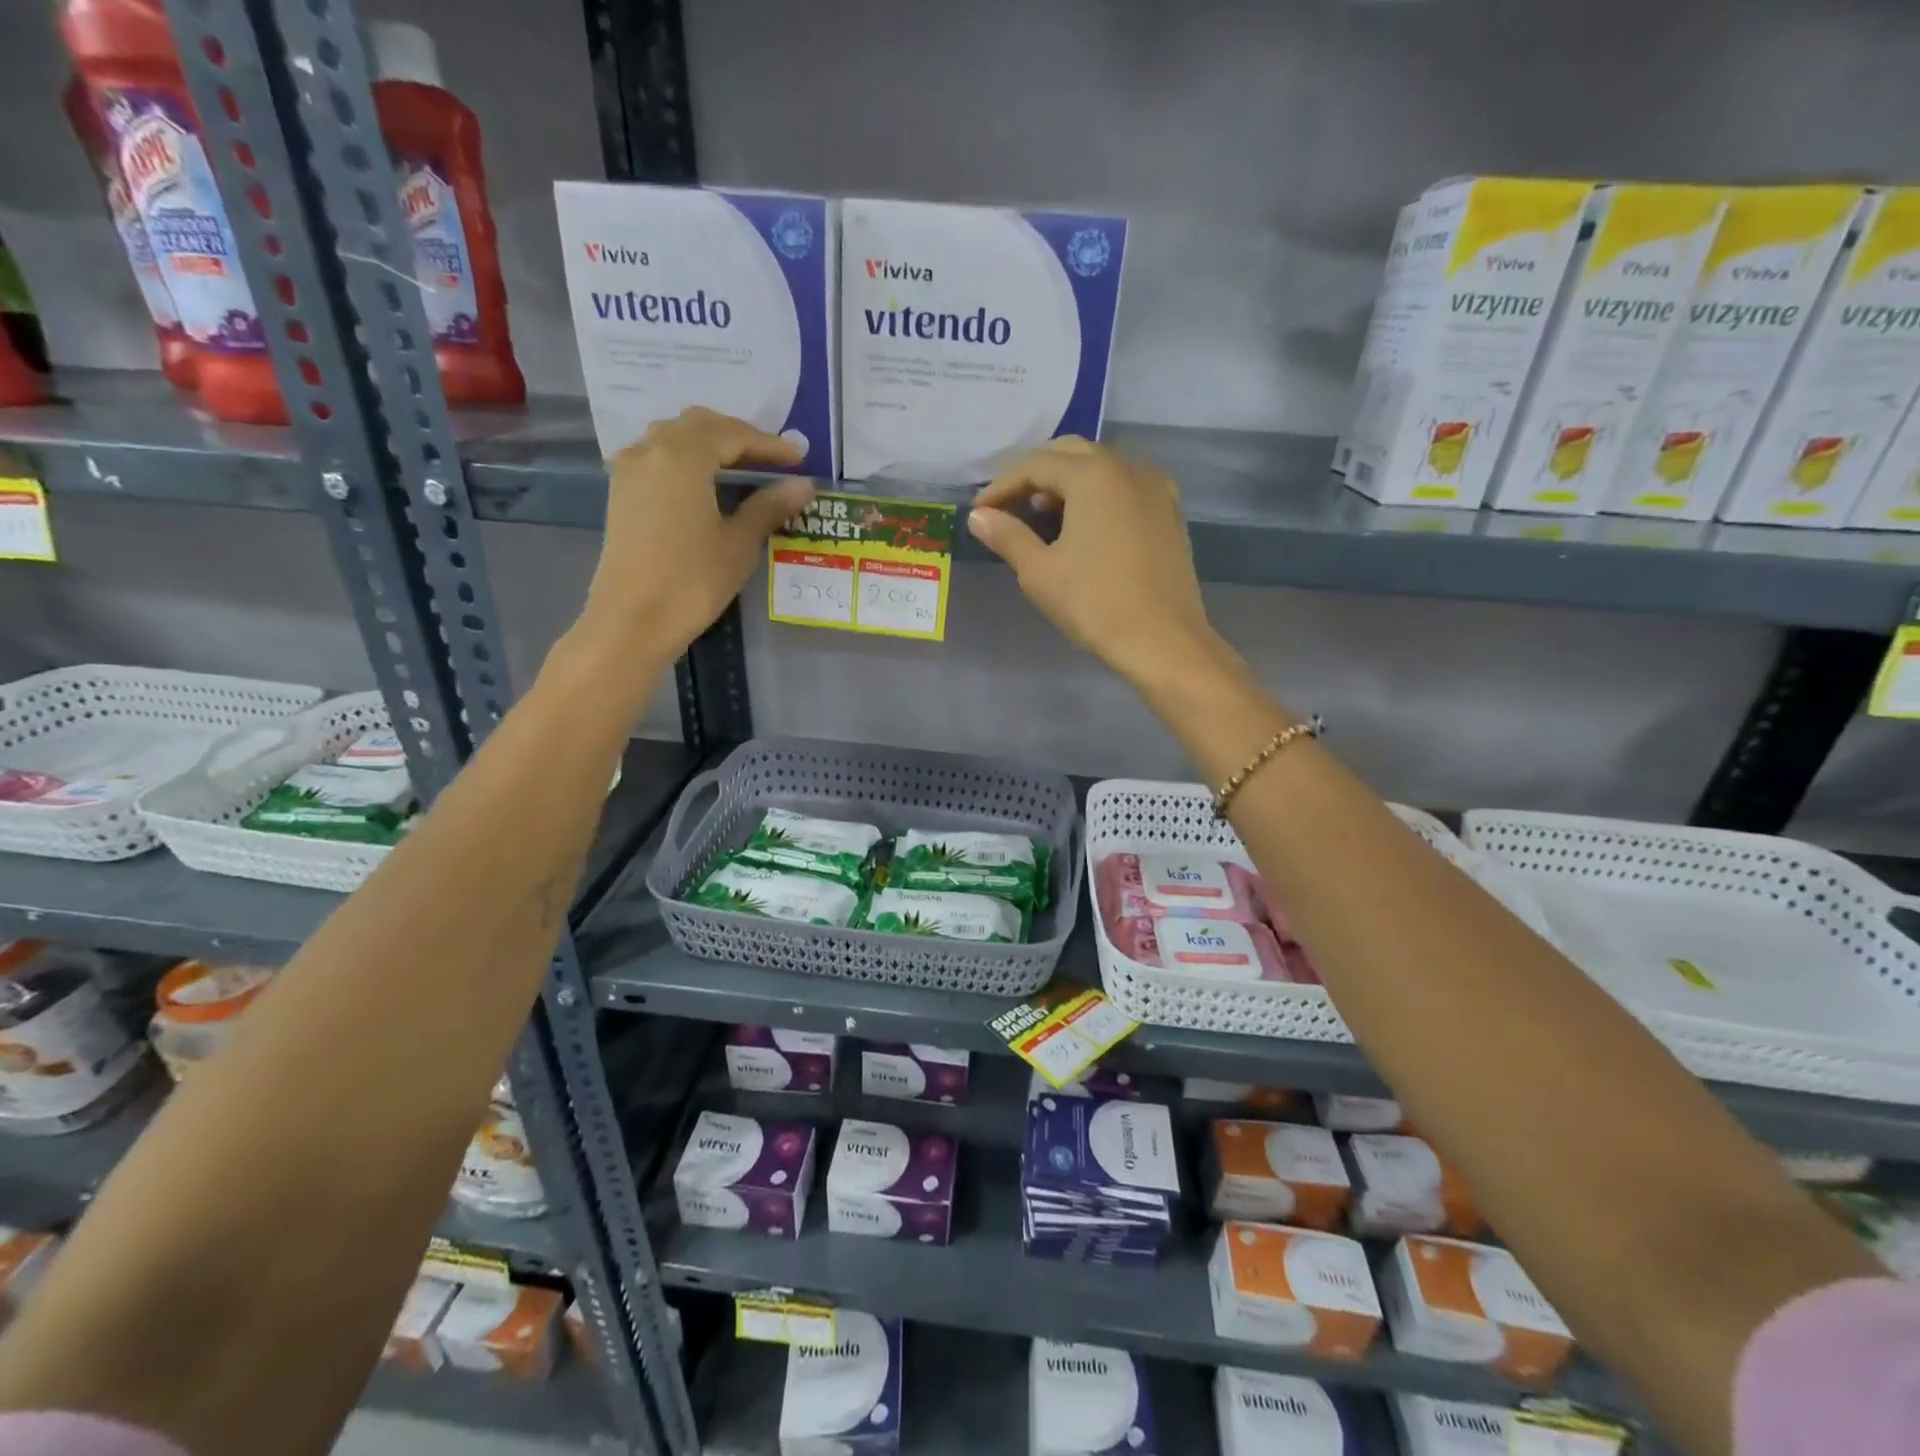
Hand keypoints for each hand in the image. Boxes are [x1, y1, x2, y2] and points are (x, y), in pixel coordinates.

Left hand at [582, 408, 814, 656]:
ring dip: (711, 443)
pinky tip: (706, 482)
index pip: (733, 435)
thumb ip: (769, 506)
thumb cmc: (692, 581)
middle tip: (772, 459)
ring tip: (742, 467)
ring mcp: (631, 469)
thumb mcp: (739, 543)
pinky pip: (658, 455)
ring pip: (674, 436)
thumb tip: (804, 484)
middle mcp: (651, 450)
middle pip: (700, 425)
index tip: (800, 459)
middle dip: (739, 436)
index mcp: (682, 456)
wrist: (632, 620)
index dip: (769, 445)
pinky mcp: (622, 492)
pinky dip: (687, 457)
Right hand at [967, 437, 1232, 690]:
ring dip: (1065, 482)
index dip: (1001, 486)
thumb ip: (1007, 536)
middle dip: (1033, 475)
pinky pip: (1124, 486)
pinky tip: (1083, 524)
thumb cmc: (1095, 605)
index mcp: (1093, 475)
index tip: (979, 511)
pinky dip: (1096, 494)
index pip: (1035, 465)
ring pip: (1099, 467)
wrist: (1163, 641)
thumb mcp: (1040, 573)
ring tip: (1040, 516)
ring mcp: (1155, 487)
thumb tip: (978, 516)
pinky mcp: (1169, 511)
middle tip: (1007, 506)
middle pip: (1069, 454)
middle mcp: (1127, 467)